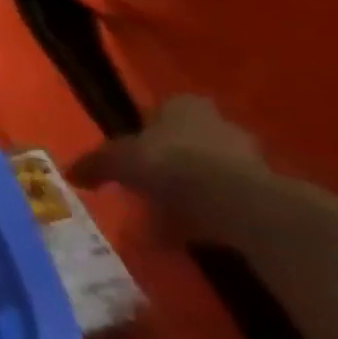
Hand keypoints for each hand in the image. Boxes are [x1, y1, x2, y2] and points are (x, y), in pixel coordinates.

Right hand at [70, 95, 264, 208]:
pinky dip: (208, 213)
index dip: (146, 131)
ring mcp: (249, 157)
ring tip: (165, 215)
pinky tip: (189, 232)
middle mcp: (220, 123)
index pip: (163, 110)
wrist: (232, 201)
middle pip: (190, 141)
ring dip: (191, 190)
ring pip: (209, 171)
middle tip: (148, 185)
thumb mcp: (114, 160)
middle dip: (171, 161)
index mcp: (184, 106)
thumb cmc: (166, 162)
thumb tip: (71, 174)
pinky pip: (226, 199)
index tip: (133, 153)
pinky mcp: (266, 191)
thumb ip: (93, 165)